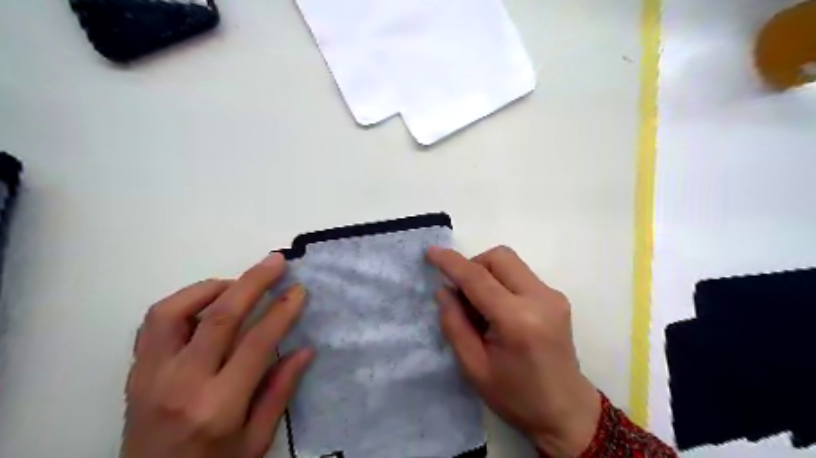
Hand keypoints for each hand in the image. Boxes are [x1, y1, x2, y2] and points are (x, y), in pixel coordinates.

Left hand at [120, 255, 312, 457]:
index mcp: (218, 406)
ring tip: (238, 284)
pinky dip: (183, 301)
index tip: (298, 290)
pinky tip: (207, 302)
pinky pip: (154, 323)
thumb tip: (305, 350)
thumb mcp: (256, 441)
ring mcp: (151, 375)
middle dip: (253, 282)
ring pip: (175, 311)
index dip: (282, 311)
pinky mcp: (136, 371)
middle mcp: (181, 384)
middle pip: (220, 316)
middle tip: (275, 262)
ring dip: (212, 287)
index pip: (257, 343)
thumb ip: (280, 392)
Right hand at [429, 247, 600, 456]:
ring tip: (479, 306)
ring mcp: (553, 296)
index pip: (478, 278)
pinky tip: (498, 310)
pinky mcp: (556, 298)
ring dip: (487, 273)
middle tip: (461, 294)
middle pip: (499, 257)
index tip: (431, 252)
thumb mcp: (474, 367)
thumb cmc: (516, 397)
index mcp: (518, 320)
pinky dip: (501, 282)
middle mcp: (540, 299)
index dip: (451, 262)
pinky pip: (520, 275)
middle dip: (473, 265)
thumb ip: (454, 324)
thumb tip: (444, 290)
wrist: (567, 412)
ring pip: (511, 262)